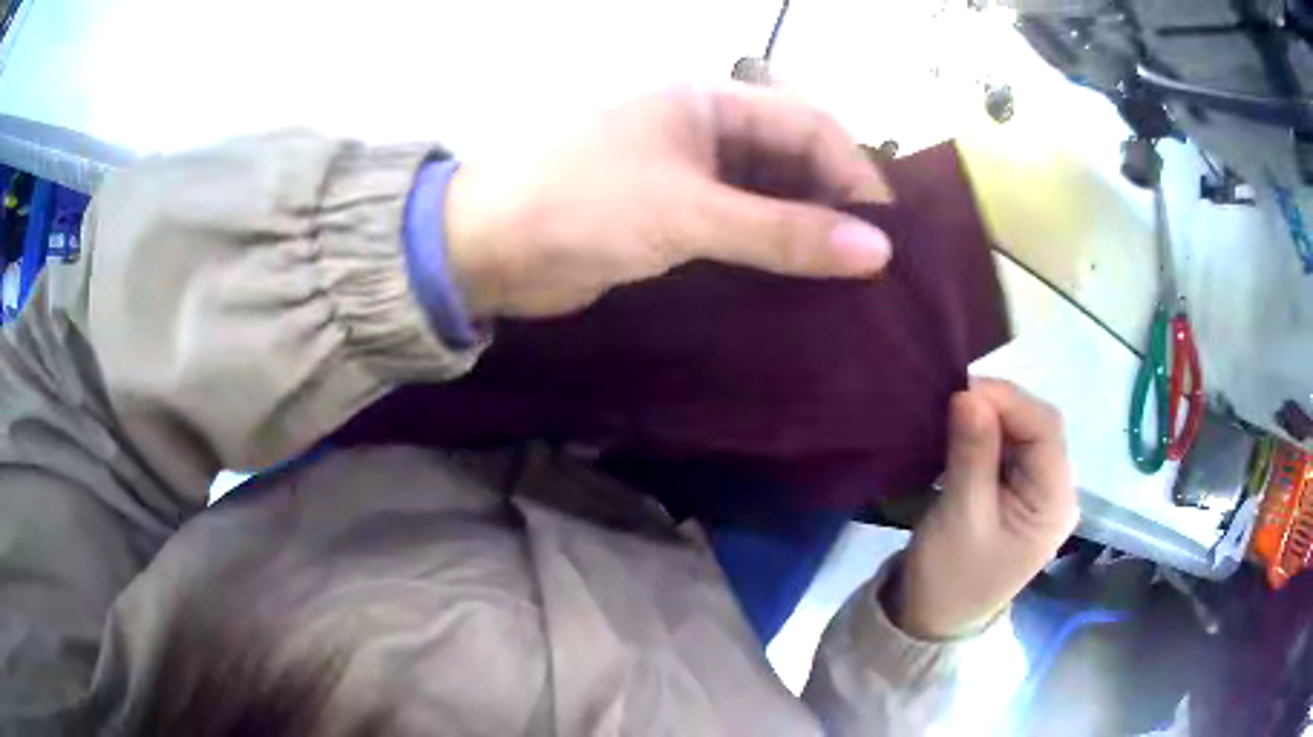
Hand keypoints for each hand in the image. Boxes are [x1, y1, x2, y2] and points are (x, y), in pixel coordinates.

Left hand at [442, 85, 893, 318]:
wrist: (485, 248)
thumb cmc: (581, 205)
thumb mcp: (688, 213)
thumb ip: (783, 232)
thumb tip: (878, 252)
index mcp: (708, 103)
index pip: (809, 124)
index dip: (854, 174)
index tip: (887, 235)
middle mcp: (703, 130)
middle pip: (792, 159)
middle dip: (833, 206)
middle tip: (870, 266)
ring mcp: (684, 174)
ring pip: (766, 196)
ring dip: (802, 233)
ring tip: (843, 283)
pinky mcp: (668, 215)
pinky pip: (736, 227)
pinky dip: (766, 252)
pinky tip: (793, 286)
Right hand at [894, 380, 1079, 639]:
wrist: (933, 621)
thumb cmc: (950, 577)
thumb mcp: (960, 515)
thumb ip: (972, 453)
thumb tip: (969, 393)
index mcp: (1054, 503)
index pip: (1045, 430)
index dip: (1009, 401)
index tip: (962, 390)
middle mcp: (1056, 492)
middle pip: (1038, 428)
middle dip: (999, 407)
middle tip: (952, 399)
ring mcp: (1038, 494)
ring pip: (1023, 435)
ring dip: (990, 419)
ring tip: (952, 413)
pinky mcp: (1019, 496)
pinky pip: (1010, 451)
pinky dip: (986, 435)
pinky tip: (962, 432)